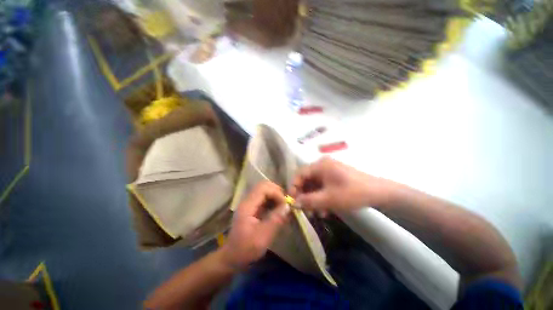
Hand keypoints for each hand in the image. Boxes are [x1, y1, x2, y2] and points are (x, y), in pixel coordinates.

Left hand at [221, 181, 289, 269]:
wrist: (232, 257)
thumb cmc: (245, 249)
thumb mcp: (262, 237)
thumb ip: (275, 220)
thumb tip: (288, 207)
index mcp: (247, 205)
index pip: (263, 188)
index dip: (276, 193)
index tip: (285, 205)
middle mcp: (248, 201)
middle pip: (264, 186)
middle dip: (277, 192)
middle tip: (285, 204)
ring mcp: (250, 203)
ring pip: (265, 191)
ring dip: (276, 196)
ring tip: (283, 208)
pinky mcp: (253, 208)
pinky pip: (265, 198)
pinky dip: (273, 201)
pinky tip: (278, 211)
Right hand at [291, 157, 393, 211]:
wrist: (379, 193)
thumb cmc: (352, 193)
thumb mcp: (328, 199)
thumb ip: (308, 201)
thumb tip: (293, 203)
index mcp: (320, 165)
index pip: (300, 174)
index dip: (294, 187)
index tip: (293, 201)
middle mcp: (323, 165)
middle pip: (307, 180)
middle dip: (305, 196)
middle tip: (305, 210)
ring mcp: (330, 171)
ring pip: (315, 185)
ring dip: (313, 199)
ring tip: (316, 213)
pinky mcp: (335, 177)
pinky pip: (323, 186)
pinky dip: (321, 197)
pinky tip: (325, 209)